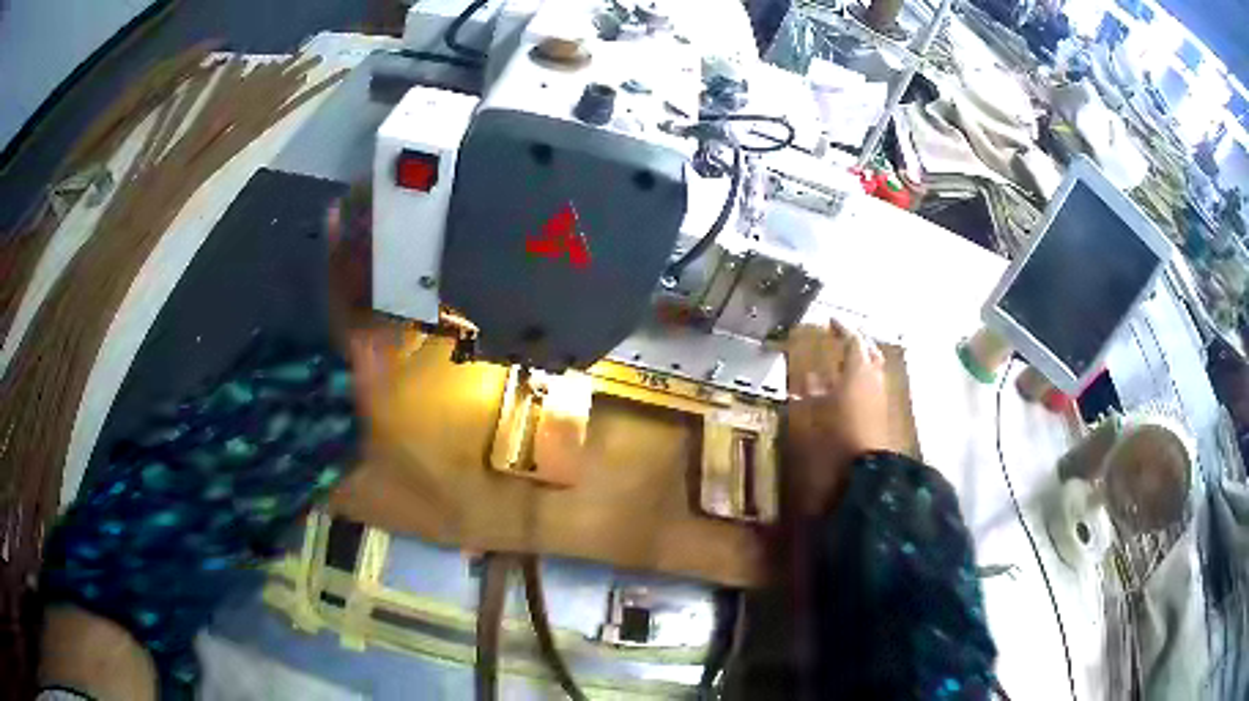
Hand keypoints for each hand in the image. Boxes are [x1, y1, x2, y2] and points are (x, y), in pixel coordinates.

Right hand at [785, 319, 892, 515]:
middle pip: (869, 352)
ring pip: (871, 370)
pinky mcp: (880, 413)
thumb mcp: (817, 411)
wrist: (867, 470)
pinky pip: (870, 387)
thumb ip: (812, 393)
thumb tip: (806, 379)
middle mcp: (873, 379)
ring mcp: (879, 396)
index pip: (854, 340)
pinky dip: (858, 381)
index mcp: (859, 370)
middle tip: (842, 338)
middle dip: (857, 342)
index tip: (830, 321)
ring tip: (841, 361)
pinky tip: (843, 390)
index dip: (842, 329)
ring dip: (858, 362)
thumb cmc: (840, 434)